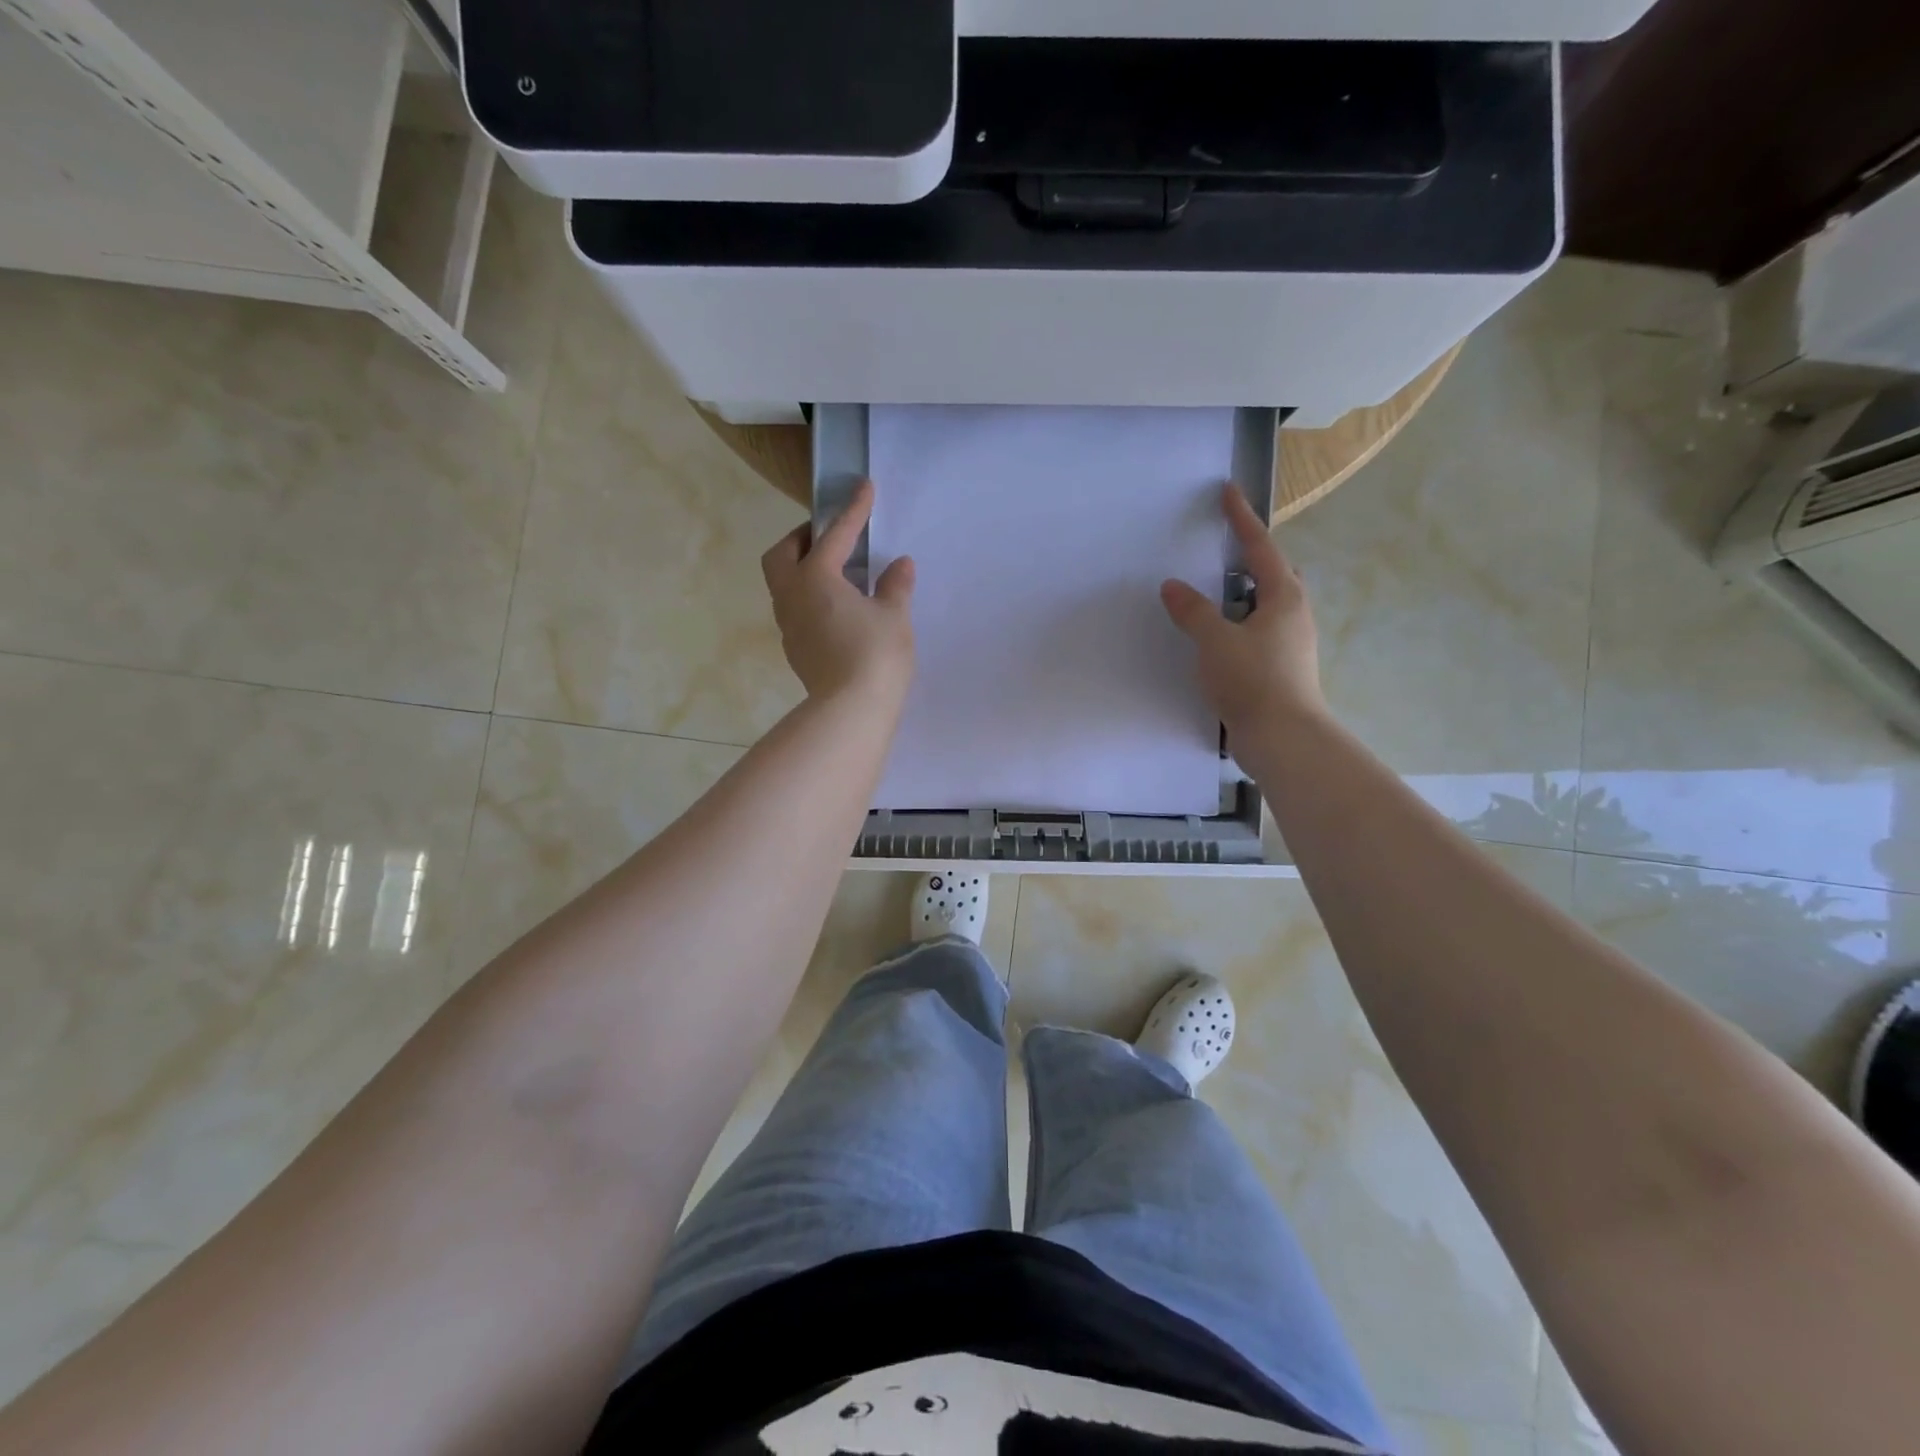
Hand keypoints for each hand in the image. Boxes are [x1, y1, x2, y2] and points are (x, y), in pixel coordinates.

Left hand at [762, 479, 916, 705]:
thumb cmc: (875, 655)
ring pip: (783, 584)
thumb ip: (895, 586)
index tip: (864, 487)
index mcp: (815, 578)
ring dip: (802, 569)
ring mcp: (789, 625)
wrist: (851, 711)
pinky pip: (794, 609)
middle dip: (802, 538)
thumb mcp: (894, 616)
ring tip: (835, 573)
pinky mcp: (795, 649)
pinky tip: (835, 607)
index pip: (835, 535)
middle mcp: (792, 596)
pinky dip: (809, 596)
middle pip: (781, 555)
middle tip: (829, 537)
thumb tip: (900, 565)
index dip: (853, 510)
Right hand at [1161, 483, 1325, 730]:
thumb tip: (1173, 586)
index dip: (1241, 519)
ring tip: (1213, 596)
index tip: (1229, 492)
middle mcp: (1293, 615)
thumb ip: (1193, 612)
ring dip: (1242, 596)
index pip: (1259, 548)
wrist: (1283, 738)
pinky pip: (1257, 633)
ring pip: (1266, 607)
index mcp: (1283, 598)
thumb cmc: (1253, 680)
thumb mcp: (1216, 641)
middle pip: (1273, 575)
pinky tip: (1217, 639)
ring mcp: (1290, 644)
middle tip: (1224, 550)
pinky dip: (1237, 625)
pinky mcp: (1280, 669)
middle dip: (1251, 559)